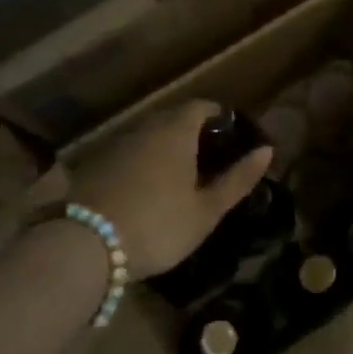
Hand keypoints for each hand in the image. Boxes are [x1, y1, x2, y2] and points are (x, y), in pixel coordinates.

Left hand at [72, 100, 272, 279]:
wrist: (85, 246)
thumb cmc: (159, 225)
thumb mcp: (206, 210)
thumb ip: (238, 179)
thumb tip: (267, 150)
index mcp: (176, 131)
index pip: (201, 106)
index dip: (219, 116)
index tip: (231, 136)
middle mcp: (144, 128)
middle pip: (172, 117)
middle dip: (193, 130)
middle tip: (209, 158)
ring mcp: (115, 145)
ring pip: (148, 135)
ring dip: (165, 146)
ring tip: (180, 175)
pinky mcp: (93, 165)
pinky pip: (128, 152)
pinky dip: (142, 161)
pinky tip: (146, 188)